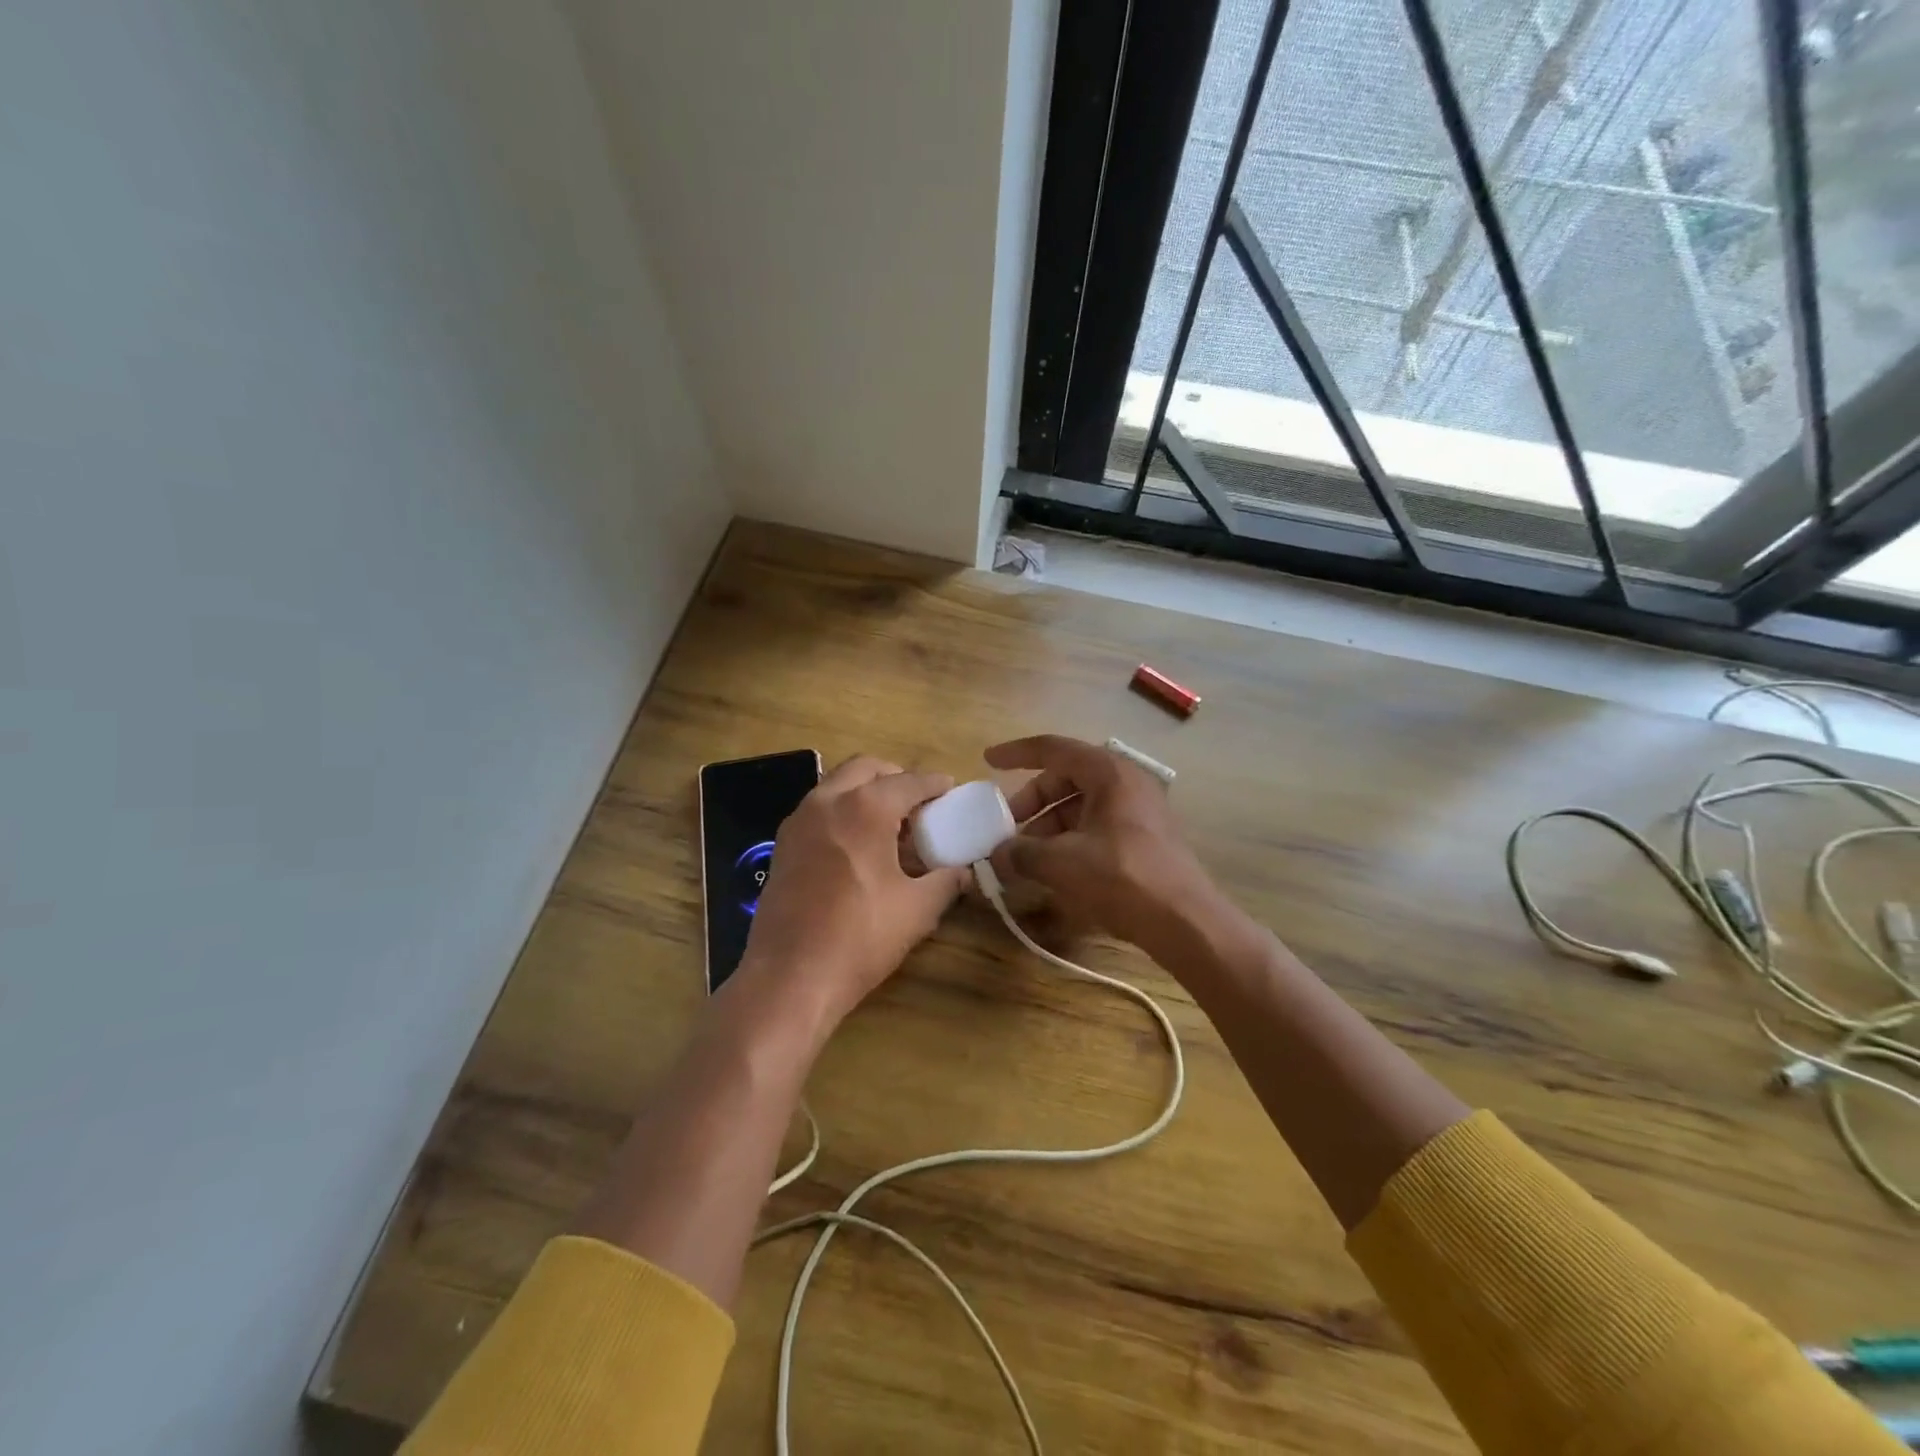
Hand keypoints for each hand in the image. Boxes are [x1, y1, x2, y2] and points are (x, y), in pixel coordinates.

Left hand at [736, 756, 967, 1030]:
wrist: (789, 977)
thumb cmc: (860, 938)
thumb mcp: (916, 910)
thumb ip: (945, 883)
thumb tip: (963, 872)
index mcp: (865, 808)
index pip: (908, 782)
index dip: (934, 784)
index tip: (950, 788)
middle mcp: (828, 801)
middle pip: (866, 768)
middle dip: (895, 777)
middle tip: (917, 802)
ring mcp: (799, 821)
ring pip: (837, 785)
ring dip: (865, 792)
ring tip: (889, 824)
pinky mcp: (782, 845)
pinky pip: (818, 810)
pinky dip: (842, 811)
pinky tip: (857, 845)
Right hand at [985, 734, 1221, 957]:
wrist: (1185, 921)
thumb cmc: (1121, 878)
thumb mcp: (1062, 863)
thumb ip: (1022, 853)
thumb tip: (998, 854)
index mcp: (1108, 772)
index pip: (1053, 749)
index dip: (1016, 753)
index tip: (988, 761)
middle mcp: (1126, 781)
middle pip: (1065, 778)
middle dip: (1031, 802)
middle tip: (1006, 828)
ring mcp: (1139, 809)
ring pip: (1080, 804)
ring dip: (1048, 825)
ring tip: (1026, 857)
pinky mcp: (1144, 836)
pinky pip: (1097, 824)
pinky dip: (1070, 838)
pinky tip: (1054, 867)